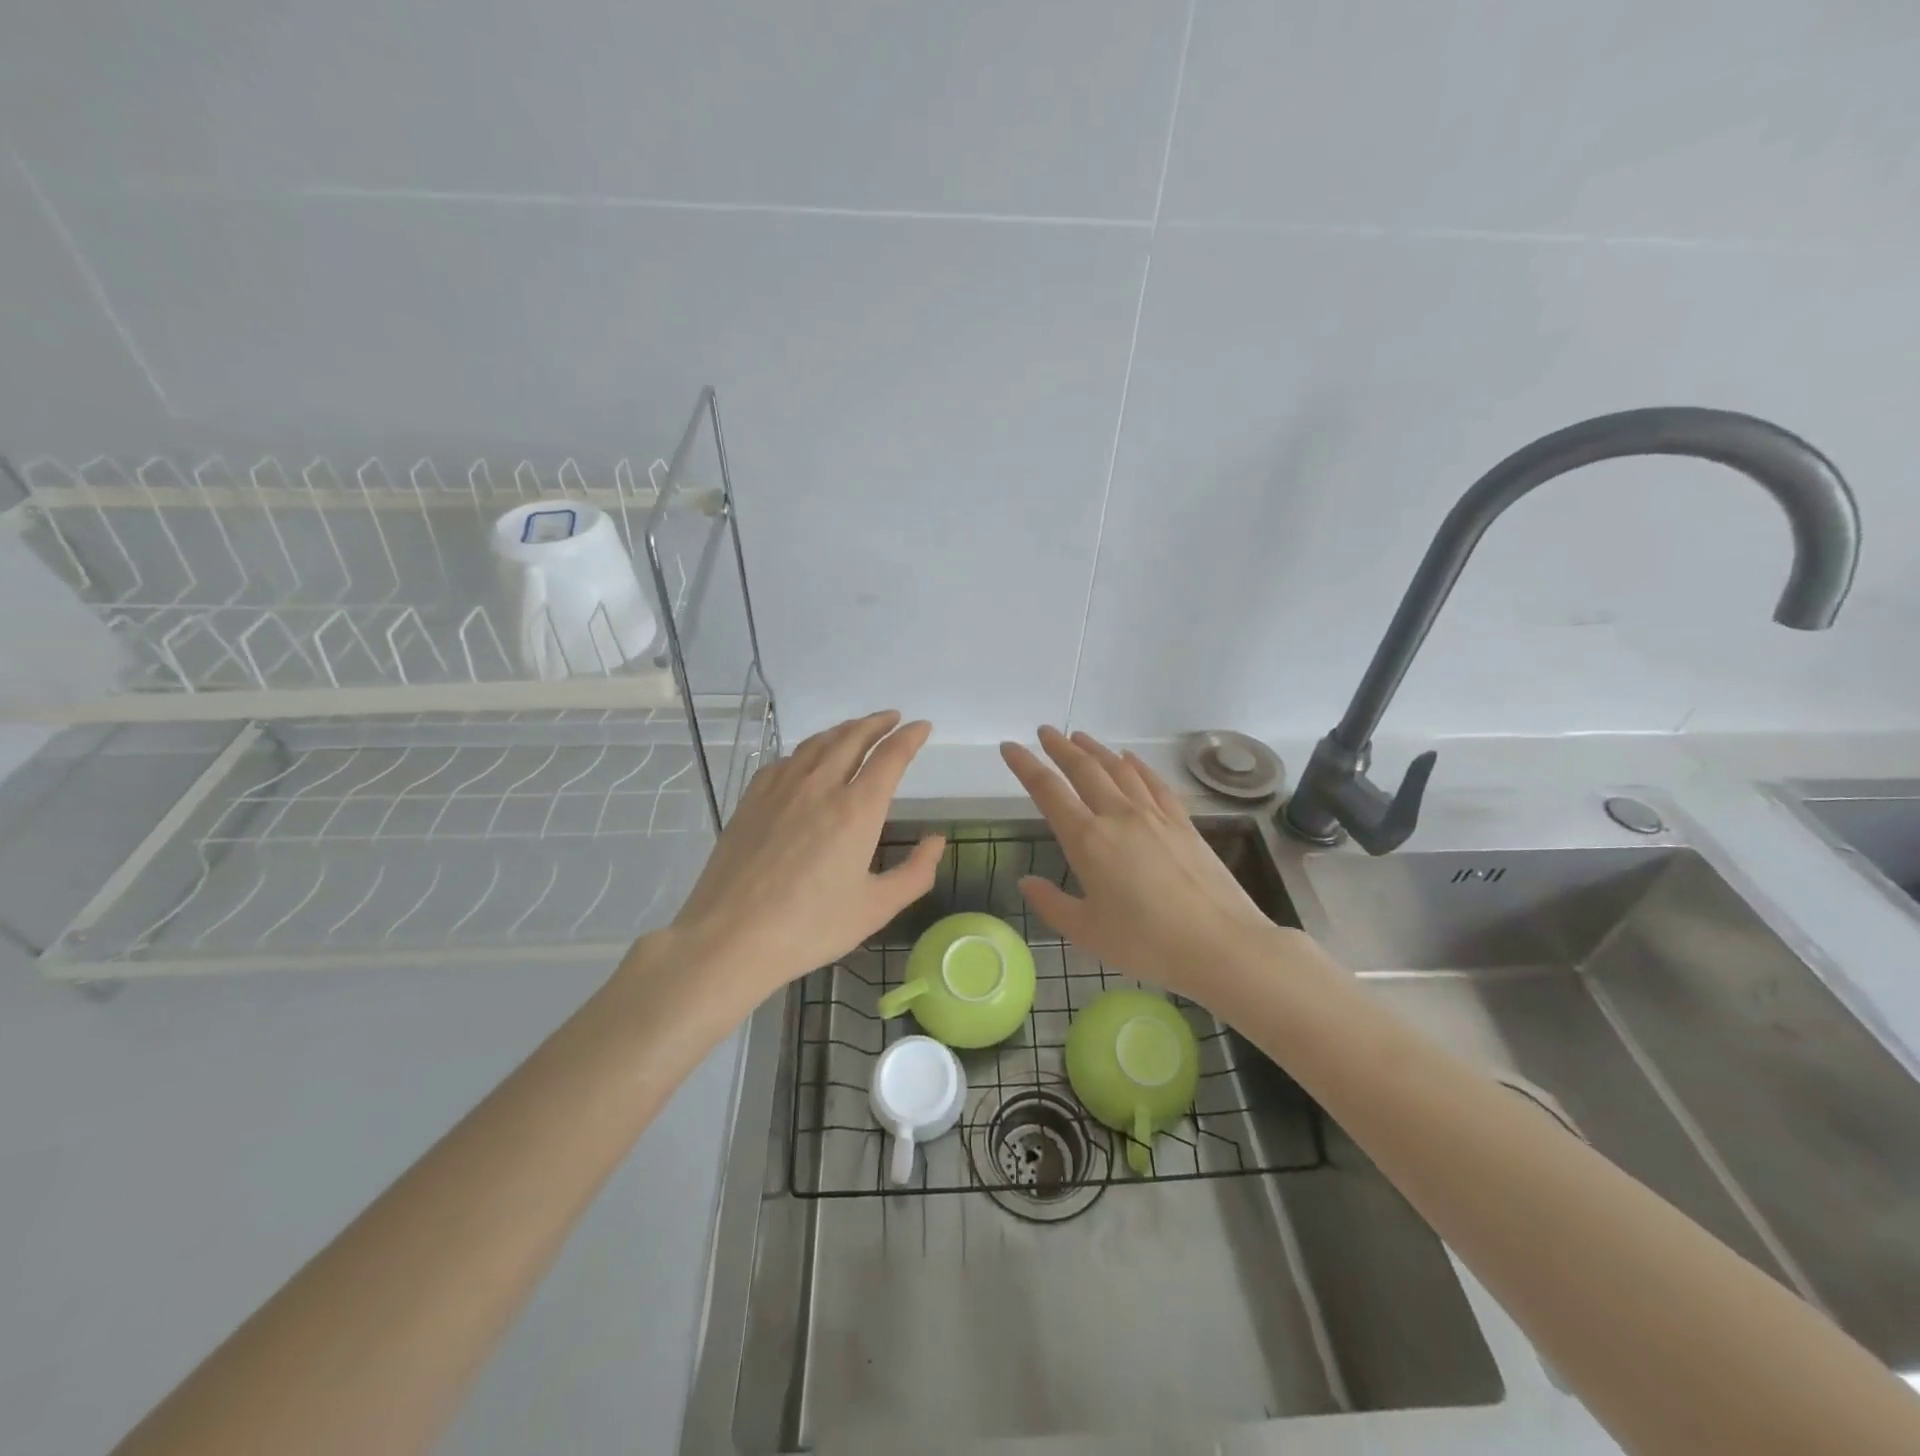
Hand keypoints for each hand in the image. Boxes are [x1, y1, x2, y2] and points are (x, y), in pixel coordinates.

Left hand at [661, 711, 944, 1008]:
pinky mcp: (752, 799)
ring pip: (818, 743)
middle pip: (853, 737)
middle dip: (878, 723)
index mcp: (857, 809)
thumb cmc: (810, 927)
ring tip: (857, 728)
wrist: (730, 937)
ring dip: (844, 729)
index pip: (890, 757)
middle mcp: (820, 786)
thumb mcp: (876, 908)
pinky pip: (786, 760)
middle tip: (893, 718)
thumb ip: (915, 872)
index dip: (910, 737)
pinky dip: (808, 749)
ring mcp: (781, 788)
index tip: (922, 727)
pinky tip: (808, 758)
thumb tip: (936, 840)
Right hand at [1000, 726, 1280, 999]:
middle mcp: (1118, 816)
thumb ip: (1051, 904)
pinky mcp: (1183, 822)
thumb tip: (1026, 882)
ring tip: (1079, 737)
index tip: (1010, 748)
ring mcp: (1154, 815)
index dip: (1026, 766)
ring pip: (1118, 769)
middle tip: (1045, 732)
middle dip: (1060, 747)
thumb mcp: (1088, 933)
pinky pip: (1154, 782)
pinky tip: (1130, 760)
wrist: (1221, 945)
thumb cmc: (1147, 944)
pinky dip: (1136, 766)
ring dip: (1095, 750)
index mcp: (1088, 841)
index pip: (1048, 791)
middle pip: (1084, 769)